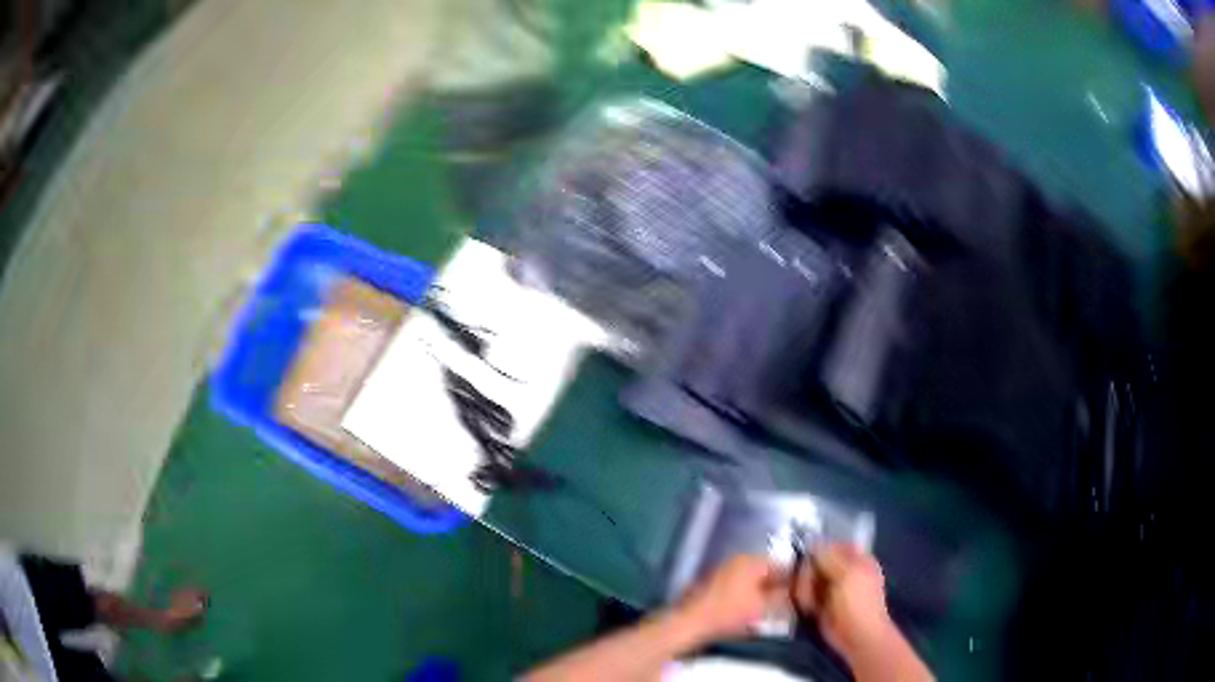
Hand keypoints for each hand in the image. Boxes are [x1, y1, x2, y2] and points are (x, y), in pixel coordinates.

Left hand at [673, 554, 787, 643]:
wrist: (690, 622)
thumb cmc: (729, 613)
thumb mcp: (763, 607)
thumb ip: (782, 597)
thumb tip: (793, 592)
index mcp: (750, 560)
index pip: (781, 564)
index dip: (793, 580)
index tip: (799, 594)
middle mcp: (736, 560)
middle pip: (765, 571)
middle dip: (776, 586)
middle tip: (785, 603)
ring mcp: (722, 570)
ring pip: (751, 579)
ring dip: (761, 592)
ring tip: (768, 609)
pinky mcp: (712, 583)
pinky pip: (737, 586)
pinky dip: (746, 595)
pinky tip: (749, 611)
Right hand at [792, 543, 894, 658]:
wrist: (857, 634)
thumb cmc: (858, 600)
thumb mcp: (848, 573)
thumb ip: (830, 556)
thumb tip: (814, 542)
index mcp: (857, 559)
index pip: (834, 545)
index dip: (820, 548)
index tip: (808, 554)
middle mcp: (843, 571)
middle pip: (818, 562)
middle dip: (810, 572)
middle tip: (809, 582)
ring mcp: (831, 588)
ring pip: (809, 579)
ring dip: (806, 588)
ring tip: (811, 600)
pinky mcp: (820, 604)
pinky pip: (806, 595)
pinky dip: (805, 600)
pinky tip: (809, 608)